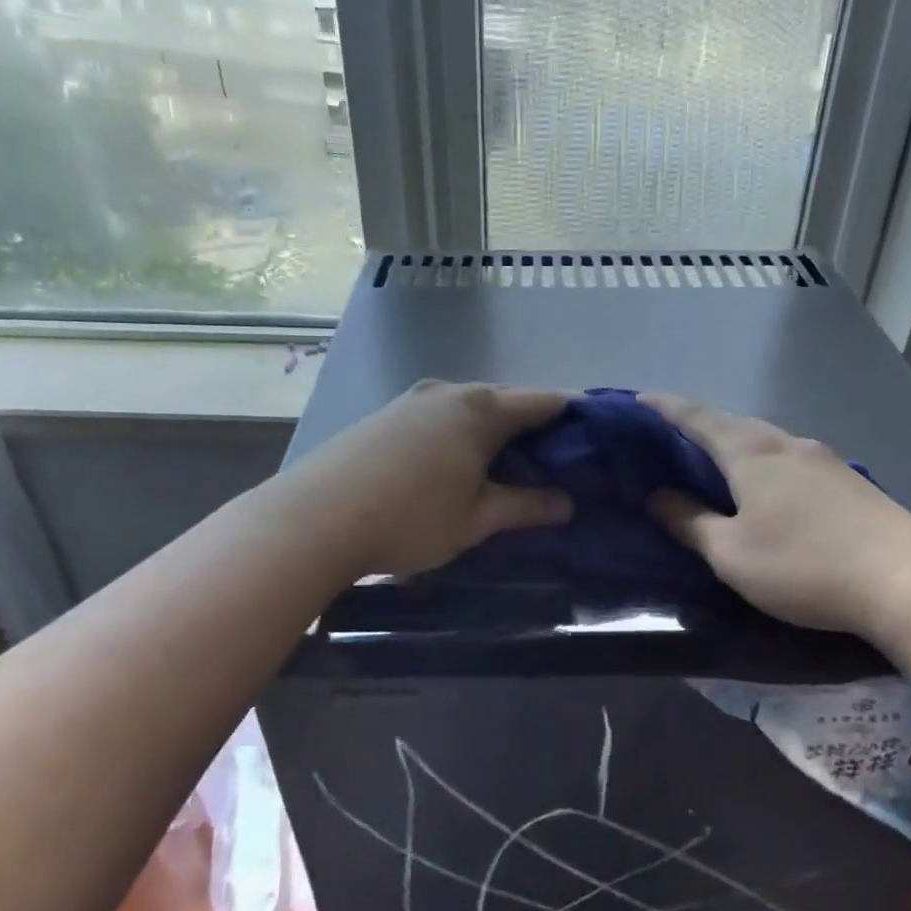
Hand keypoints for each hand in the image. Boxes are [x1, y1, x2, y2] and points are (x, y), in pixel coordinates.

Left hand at [290, 381, 572, 578]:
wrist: (314, 517)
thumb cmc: (409, 518)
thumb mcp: (476, 519)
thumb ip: (526, 506)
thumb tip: (567, 502)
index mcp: (481, 409)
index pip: (543, 401)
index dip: (574, 415)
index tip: (595, 436)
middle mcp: (450, 391)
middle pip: (507, 399)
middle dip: (535, 424)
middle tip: (556, 459)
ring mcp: (413, 399)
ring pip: (471, 406)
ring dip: (495, 428)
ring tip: (510, 463)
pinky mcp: (387, 414)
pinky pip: (441, 415)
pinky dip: (462, 432)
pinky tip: (458, 461)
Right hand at [643, 393, 910, 642]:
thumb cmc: (805, 565)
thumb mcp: (732, 553)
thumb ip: (691, 522)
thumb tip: (658, 497)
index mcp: (751, 453)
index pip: (697, 419)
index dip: (665, 409)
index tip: (639, 400)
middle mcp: (787, 444)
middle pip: (734, 424)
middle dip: (700, 426)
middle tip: (672, 437)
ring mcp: (824, 460)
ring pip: (767, 441)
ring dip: (736, 445)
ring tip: (715, 462)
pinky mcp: (850, 482)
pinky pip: (791, 460)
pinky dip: (765, 463)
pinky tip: (768, 487)